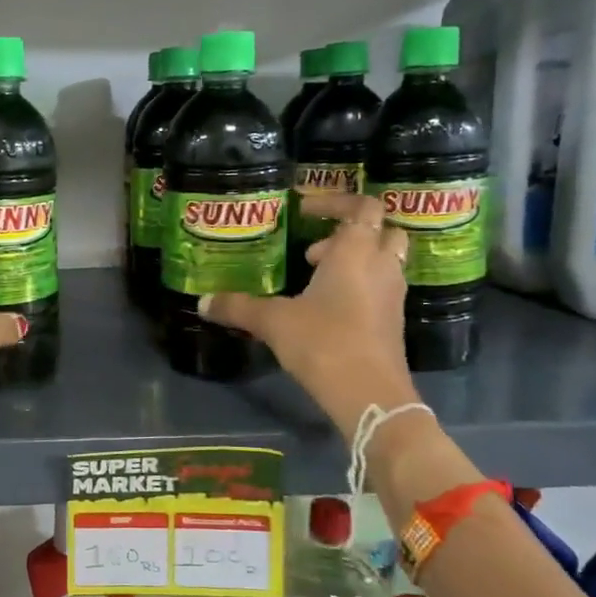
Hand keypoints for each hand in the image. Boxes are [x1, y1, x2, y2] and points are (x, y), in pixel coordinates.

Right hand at [202, 191, 418, 427]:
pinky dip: (358, 288)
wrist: (369, 394)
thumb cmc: (324, 342)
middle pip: (381, 231)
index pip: (362, 206)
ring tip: (313, 281)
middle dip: (348, 234)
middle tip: (313, 251)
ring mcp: (392, 296)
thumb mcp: (273, 322)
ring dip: (353, 262)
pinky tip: (324, 311)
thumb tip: (202, 302)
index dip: (335, 202)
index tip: (304, 211)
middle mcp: (381, 266)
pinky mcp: (392, 323)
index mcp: (356, 251)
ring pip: (382, 262)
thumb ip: (238, 307)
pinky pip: (379, 289)